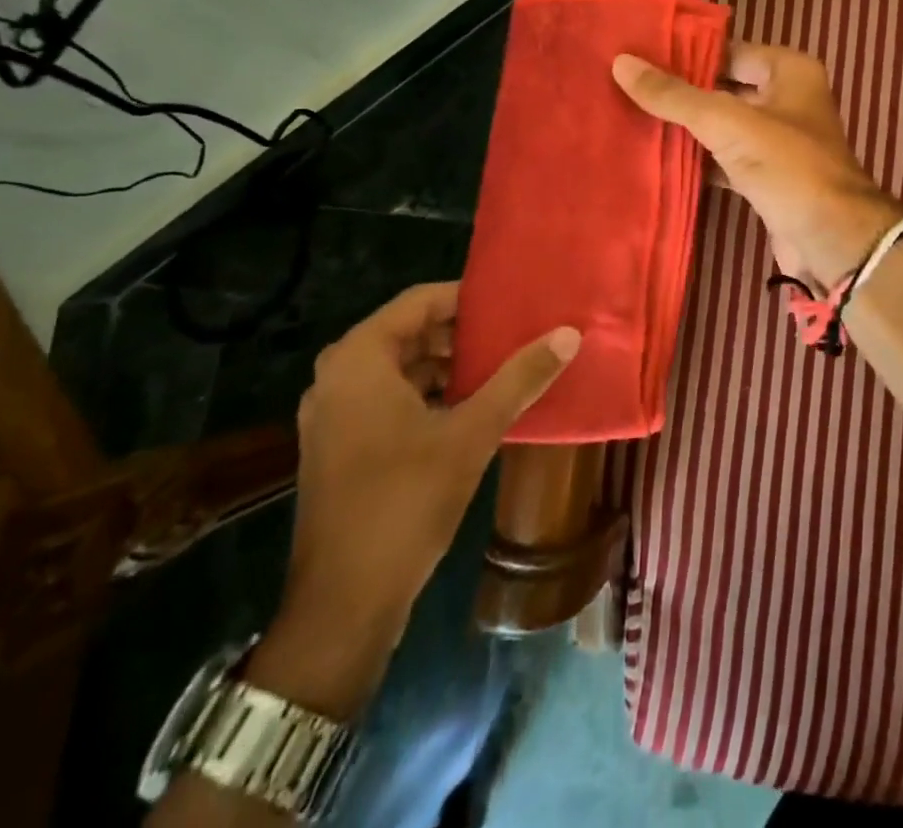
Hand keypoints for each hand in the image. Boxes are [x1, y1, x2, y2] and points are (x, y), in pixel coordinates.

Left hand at [246, 282, 577, 717]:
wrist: (344, 604)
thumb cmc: (404, 502)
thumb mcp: (472, 433)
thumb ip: (520, 378)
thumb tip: (568, 334)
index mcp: (359, 359)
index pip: (419, 300)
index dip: (468, 298)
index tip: (513, 303)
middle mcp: (338, 376)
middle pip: (410, 332)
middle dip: (462, 333)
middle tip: (515, 333)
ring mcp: (334, 414)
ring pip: (401, 367)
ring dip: (448, 365)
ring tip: (502, 366)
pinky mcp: (340, 445)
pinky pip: (390, 397)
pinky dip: (430, 394)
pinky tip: (473, 406)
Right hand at [614, 42, 902, 289]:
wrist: (832, 239)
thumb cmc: (789, 167)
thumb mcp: (729, 123)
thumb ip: (676, 96)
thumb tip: (622, 63)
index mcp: (789, 71)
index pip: (728, 50)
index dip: (685, 53)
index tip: (637, 55)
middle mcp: (786, 99)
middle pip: (723, 87)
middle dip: (680, 92)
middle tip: (625, 86)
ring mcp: (777, 140)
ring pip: (722, 125)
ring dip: (686, 128)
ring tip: (630, 117)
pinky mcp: (766, 176)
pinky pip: (724, 158)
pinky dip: (697, 160)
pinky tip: (658, 158)